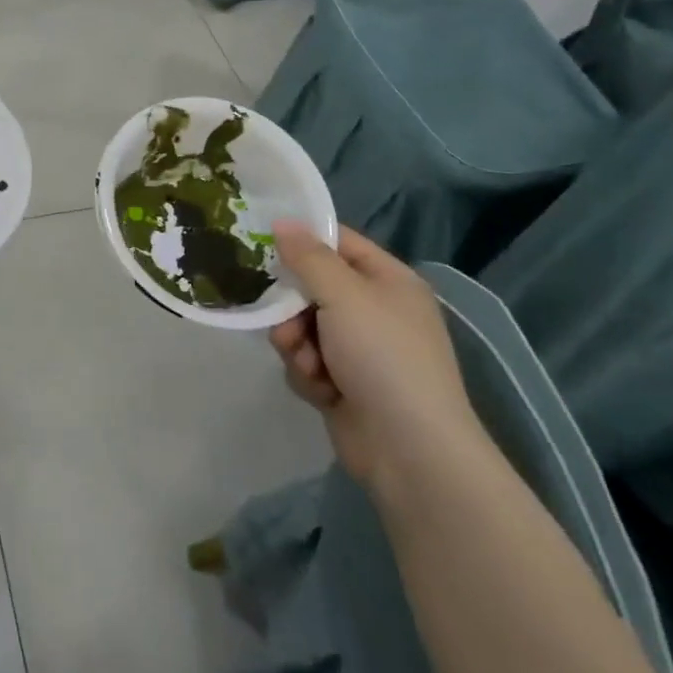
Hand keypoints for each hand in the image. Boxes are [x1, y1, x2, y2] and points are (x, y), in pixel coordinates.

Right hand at [267, 222, 481, 490]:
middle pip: (313, 288)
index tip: (261, 241)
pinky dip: (308, 374)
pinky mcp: (345, 384)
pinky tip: (321, 391)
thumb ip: (308, 257)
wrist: (410, 450)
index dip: (302, 240)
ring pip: (303, 327)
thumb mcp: (344, 295)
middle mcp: (375, 310)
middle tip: (282, 319)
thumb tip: (282, 222)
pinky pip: (308, 362)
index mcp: (388, 280)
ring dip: (296, 345)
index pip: (338, 243)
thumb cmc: (383, 356)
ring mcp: (361, 350)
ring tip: (308, 364)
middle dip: (292, 307)